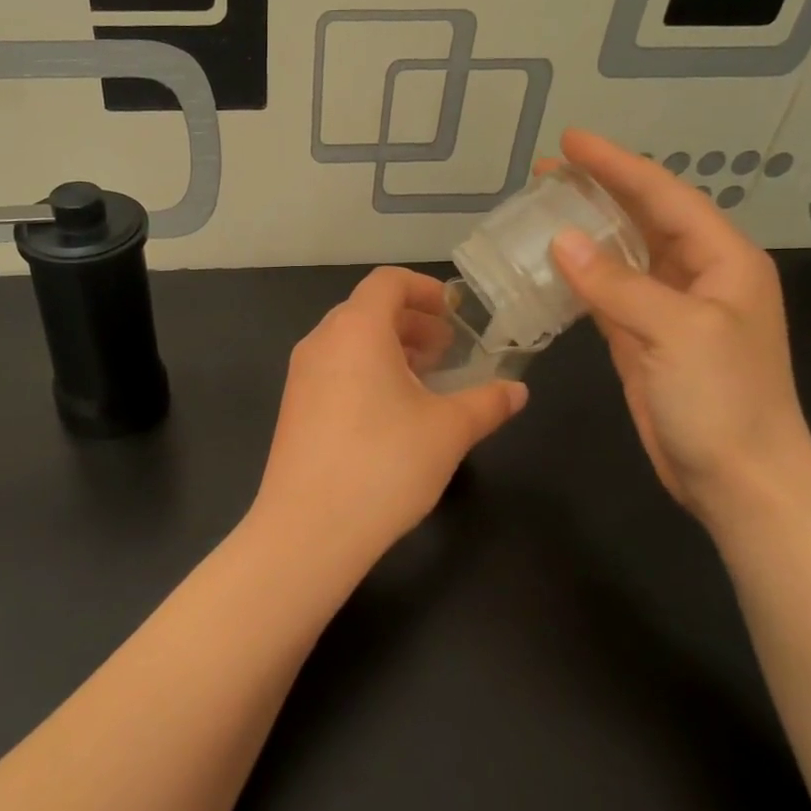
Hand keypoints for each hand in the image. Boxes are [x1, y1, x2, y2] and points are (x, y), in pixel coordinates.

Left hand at [251, 267, 526, 567]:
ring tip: (425, 381)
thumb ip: (487, 402)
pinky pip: (334, 370)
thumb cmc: (384, 465)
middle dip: (412, 323)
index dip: (425, 289)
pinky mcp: (293, 408)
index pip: (388, 282)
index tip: (455, 312)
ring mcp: (300, 376)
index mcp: (356, 330)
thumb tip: (517, 390)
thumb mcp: (449, 431)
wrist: (309, 528)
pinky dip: (366, 372)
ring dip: (389, 349)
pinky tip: (391, 413)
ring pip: (349, 342)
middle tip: (447, 351)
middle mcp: (321, 342)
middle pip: (367, 310)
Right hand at [547, 130, 810, 514]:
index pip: (663, 197)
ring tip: (542, 210)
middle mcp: (698, 277)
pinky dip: (581, 280)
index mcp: (722, 261)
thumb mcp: (675, 331)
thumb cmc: (721, 399)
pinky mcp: (645, 343)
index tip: (569, 142)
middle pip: (643, 220)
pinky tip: (552, 268)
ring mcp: (670, 312)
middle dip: (599, 191)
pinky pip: (608, 298)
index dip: (616, 166)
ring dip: (586, 233)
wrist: (738, 478)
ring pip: (623, 257)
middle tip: (546, 171)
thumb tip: (560, 242)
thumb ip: (617, 284)